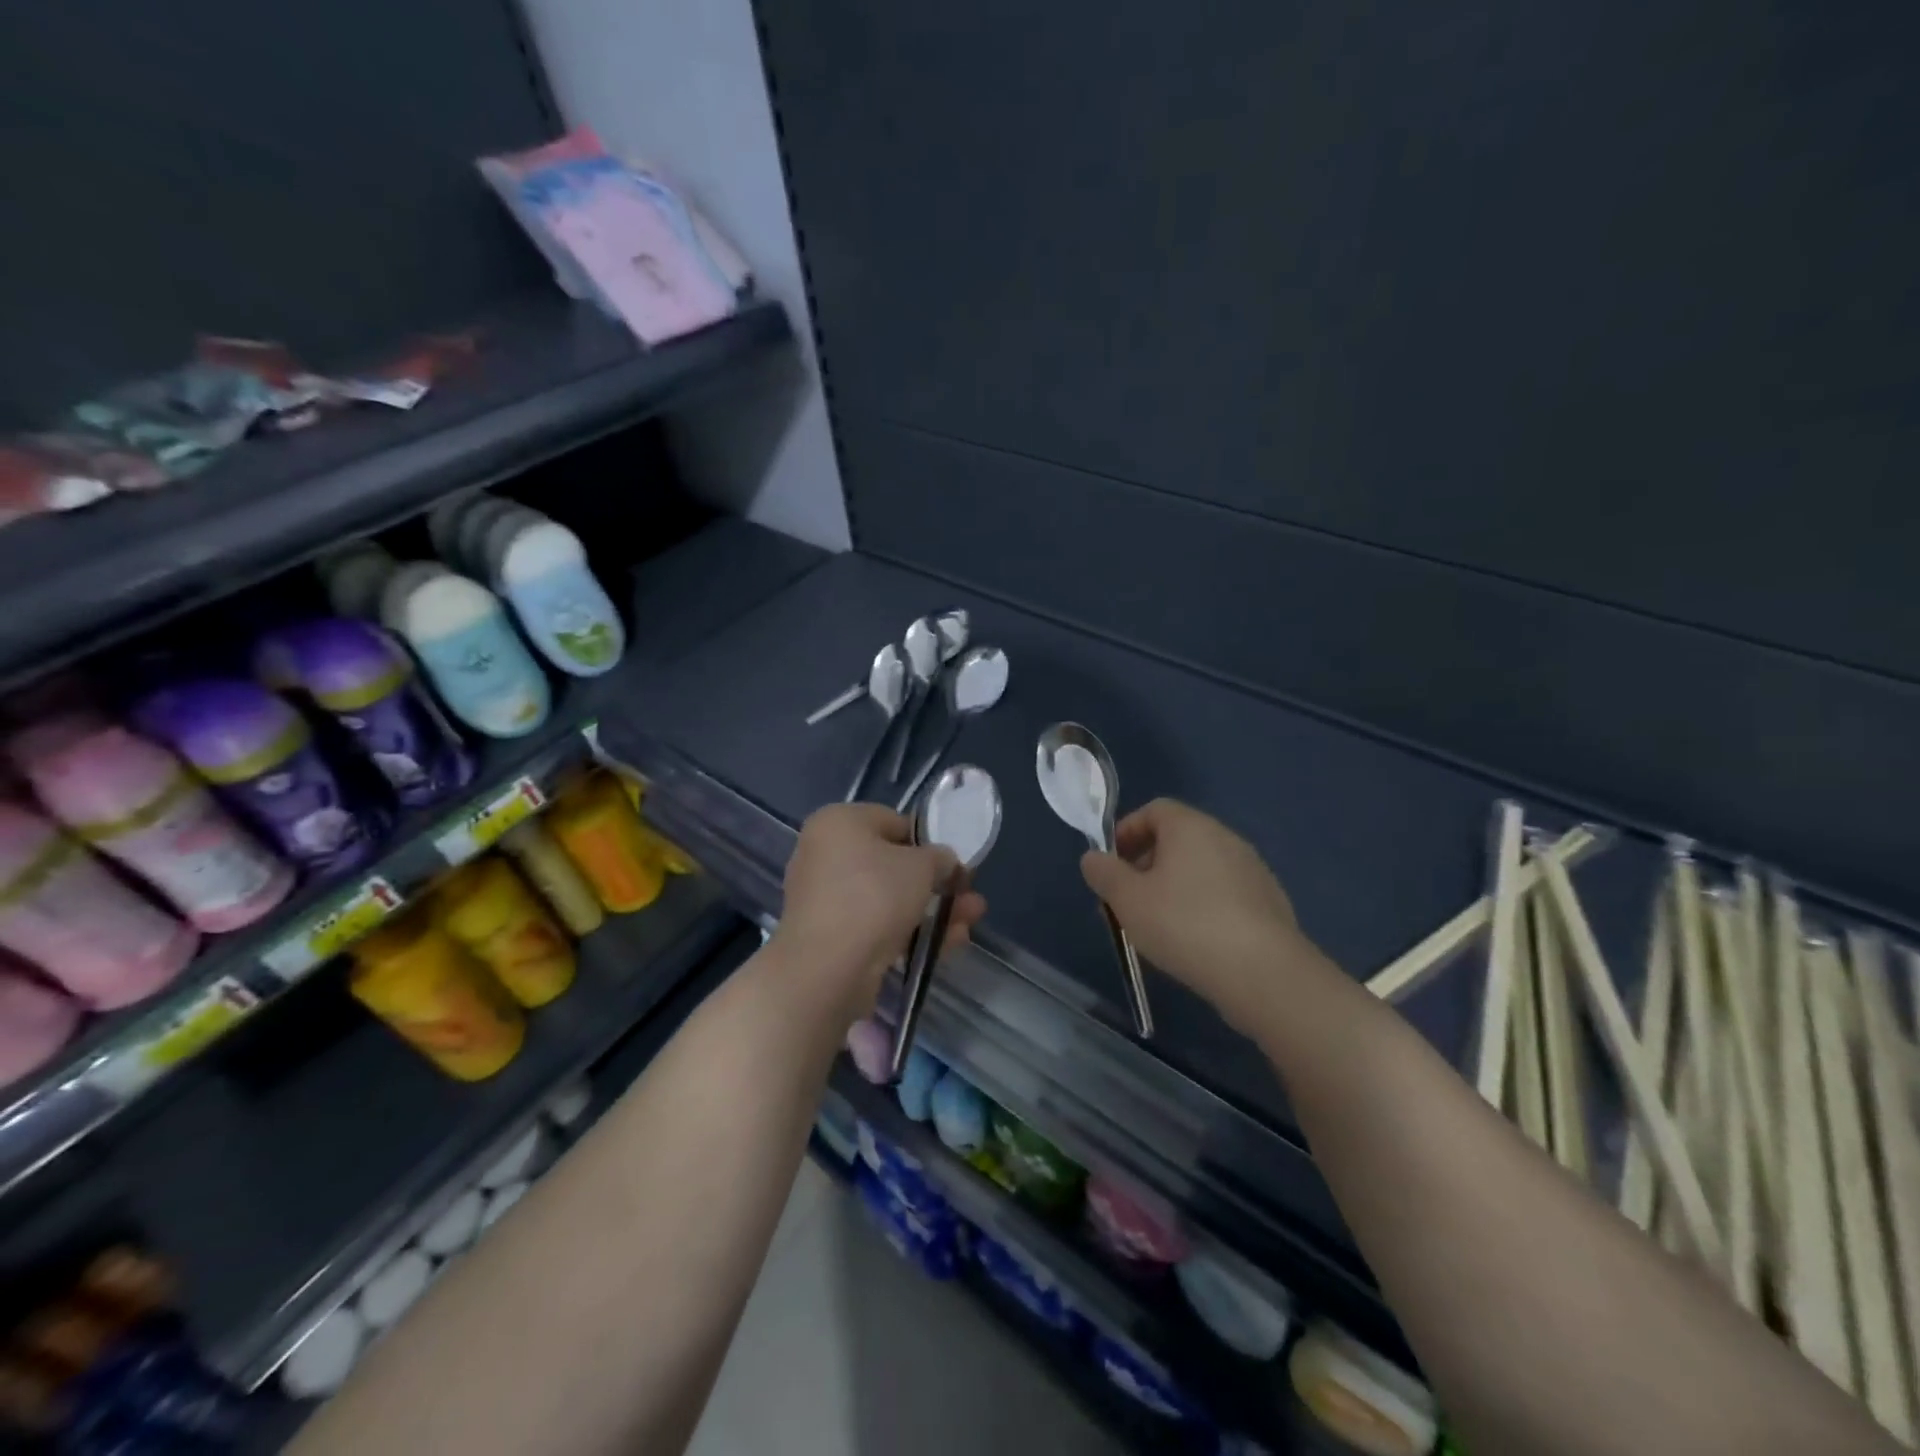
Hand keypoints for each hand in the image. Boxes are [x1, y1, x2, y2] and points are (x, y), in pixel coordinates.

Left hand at [775, 803, 986, 1021]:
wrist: (827, 969)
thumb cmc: (874, 896)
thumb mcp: (922, 866)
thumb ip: (939, 858)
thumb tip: (943, 863)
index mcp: (838, 823)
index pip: (893, 822)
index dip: (930, 842)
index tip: (955, 865)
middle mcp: (825, 855)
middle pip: (893, 865)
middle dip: (937, 884)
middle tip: (968, 897)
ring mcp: (825, 899)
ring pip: (889, 900)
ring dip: (931, 911)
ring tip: (968, 925)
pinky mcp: (831, 938)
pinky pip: (877, 927)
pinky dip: (909, 933)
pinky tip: (946, 946)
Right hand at [1080, 799, 1320, 1033]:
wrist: (1263, 973)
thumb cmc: (1185, 925)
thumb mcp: (1128, 900)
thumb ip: (1105, 873)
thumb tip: (1094, 858)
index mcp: (1191, 827)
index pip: (1154, 810)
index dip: (1127, 832)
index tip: (1111, 864)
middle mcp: (1225, 838)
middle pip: (1177, 839)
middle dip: (1146, 865)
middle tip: (1127, 901)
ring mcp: (1253, 870)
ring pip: (1200, 869)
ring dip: (1173, 888)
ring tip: (1157, 927)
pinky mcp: (1269, 903)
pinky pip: (1223, 894)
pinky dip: (1202, 907)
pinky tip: (1194, 942)